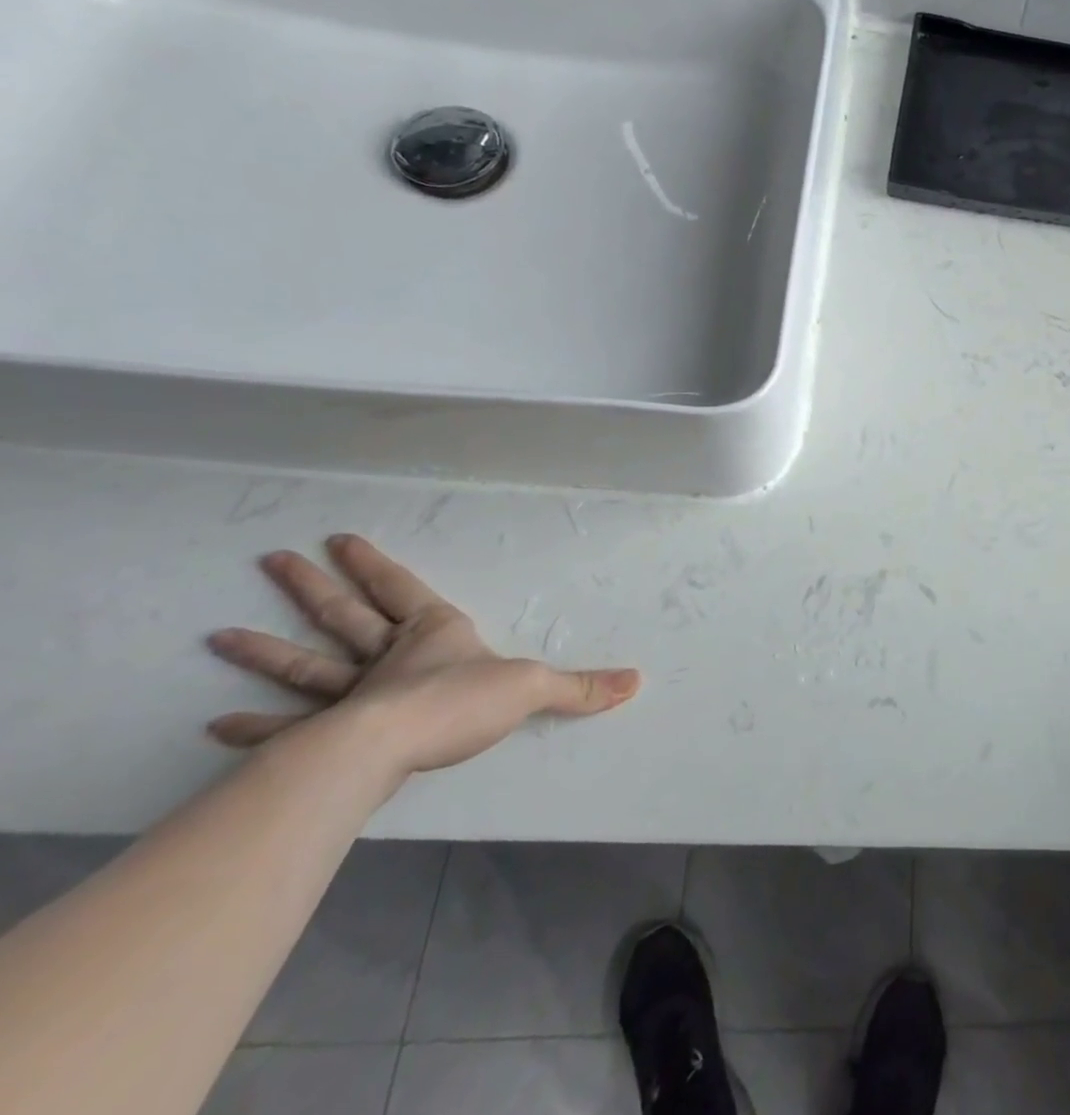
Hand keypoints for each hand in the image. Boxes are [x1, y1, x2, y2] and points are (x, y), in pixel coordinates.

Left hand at [206, 534, 640, 774]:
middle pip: (345, 616)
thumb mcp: (533, 688)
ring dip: (266, 651)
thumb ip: (581, 687)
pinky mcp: (328, 735)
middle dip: (313, 588)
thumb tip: (637, 682)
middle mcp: (388, 657)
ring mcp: (352, 695)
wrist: (394, 745)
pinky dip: (252, 727)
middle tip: (274, 560)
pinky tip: (216, 725)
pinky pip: (285, 728)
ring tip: (219, 636)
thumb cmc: (461, 702)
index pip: (401, 589)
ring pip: (307, 665)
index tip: (339, 539)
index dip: (374, 565)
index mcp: (433, 634)